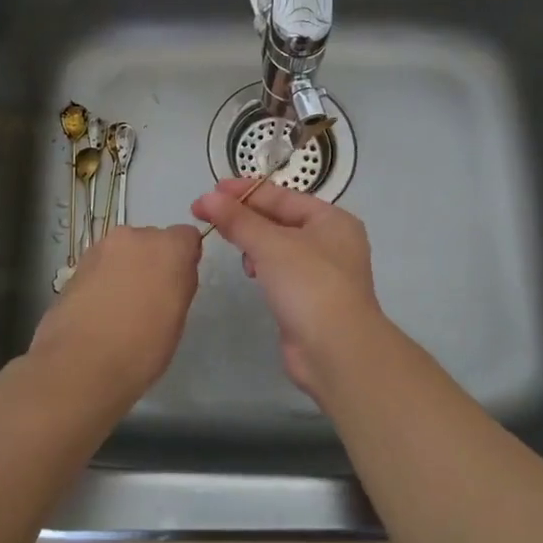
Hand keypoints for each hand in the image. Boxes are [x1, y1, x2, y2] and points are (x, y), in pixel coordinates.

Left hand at [29, 225, 203, 410]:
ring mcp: (101, 248)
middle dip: (153, 261)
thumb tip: (174, 274)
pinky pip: (101, 265)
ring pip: (124, 252)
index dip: (184, 258)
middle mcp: (135, 237)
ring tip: (120, 307)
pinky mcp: (76, 265)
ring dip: (126, 269)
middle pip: (152, 240)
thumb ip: (180, 284)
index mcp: (168, 248)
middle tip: (150, 298)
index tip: (178, 284)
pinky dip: (104, 279)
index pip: (187, 236)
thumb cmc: (142, 348)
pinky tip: (99, 310)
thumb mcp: (177, 319)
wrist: (79, 365)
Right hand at [190, 179, 393, 398]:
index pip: (282, 196)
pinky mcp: (309, 299)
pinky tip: (249, 271)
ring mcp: (322, 272)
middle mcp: (331, 241)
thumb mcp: (271, 245)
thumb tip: (206, 199)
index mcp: (332, 220)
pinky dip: (262, 266)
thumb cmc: (309, 285)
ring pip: (278, 246)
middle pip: (279, 219)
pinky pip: (279, 271)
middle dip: (244, 216)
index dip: (244, 191)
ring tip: (230, 243)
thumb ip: (238, 220)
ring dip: (253, 242)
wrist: (336, 351)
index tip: (210, 191)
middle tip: (206, 214)